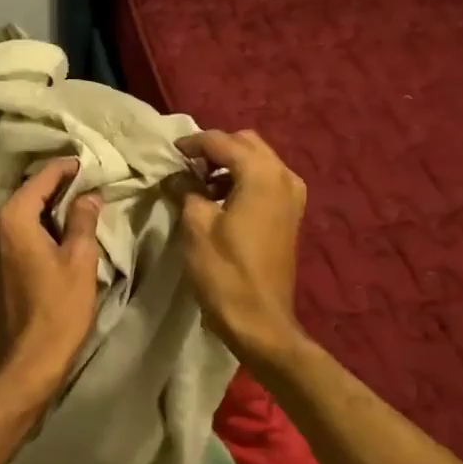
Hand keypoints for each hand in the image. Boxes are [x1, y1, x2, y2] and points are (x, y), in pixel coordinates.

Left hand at [0, 158, 102, 399]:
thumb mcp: (80, 259)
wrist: (28, 361)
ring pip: (22, 213)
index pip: (42, 178)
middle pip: (28, 193)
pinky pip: (16, 232)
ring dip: (48, 207)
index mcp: (12, 218)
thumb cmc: (58, 308)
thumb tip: (89, 195)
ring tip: (81, 205)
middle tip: (90, 183)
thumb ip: (83, 220)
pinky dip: (38, 225)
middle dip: (58, 187)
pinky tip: (61, 232)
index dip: (67, 169)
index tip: (89, 164)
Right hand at [175, 130, 307, 365]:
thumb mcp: (196, 226)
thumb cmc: (225, 272)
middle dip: (216, 149)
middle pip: (246, 143)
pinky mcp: (290, 214)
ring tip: (199, 182)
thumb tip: (177, 176)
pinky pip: (266, 181)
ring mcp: (292, 196)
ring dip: (229, 164)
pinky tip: (220, 199)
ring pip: (258, 161)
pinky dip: (243, 180)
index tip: (170, 152)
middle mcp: (284, 176)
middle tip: (186, 165)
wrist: (260, 321)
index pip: (222, 141)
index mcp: (261, 174)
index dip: (193, 143)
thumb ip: (186, 190)